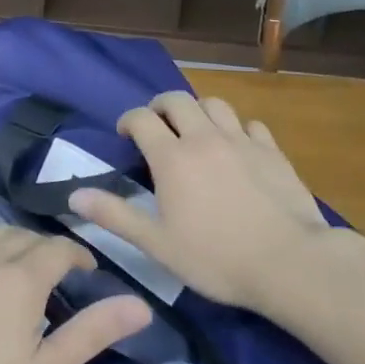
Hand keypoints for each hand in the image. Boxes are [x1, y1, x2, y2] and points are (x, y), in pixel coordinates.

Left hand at [0, 226, 150, 363]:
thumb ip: (93, 332)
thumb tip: (141, 305)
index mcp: (22, 279)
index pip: (59, 249)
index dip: (79, 256)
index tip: (89, 272)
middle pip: (28, 237)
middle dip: (49, 250)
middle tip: (60, 277)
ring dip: (17, 241)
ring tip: (26, 265)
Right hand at [70, 92, 330, 313]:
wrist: (290, 263)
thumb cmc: (216, 258)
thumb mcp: (157, 244)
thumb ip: (115, 215)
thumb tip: (74, 195)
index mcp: (172, 157)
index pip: (141, 118)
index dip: (128, 120)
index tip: (125, 135)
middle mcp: (204, 137)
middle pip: (177, 100)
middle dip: (160, 107)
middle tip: (157, 126)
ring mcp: (241, 141)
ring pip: (214, 104)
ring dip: (198, 111)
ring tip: (195, 130)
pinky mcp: (272, 151)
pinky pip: (250, 124)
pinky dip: (237, 129)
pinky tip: (237, 147)